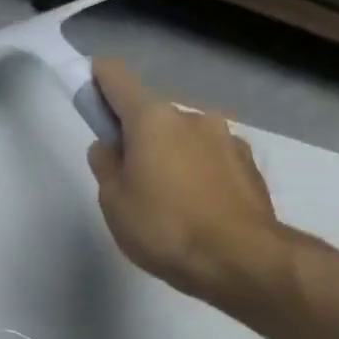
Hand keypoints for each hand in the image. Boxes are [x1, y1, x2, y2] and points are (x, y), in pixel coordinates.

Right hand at [87, 59, 297, 307]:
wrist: (238, 258)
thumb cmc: (163, 228)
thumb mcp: (114, 203)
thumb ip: (106, 167)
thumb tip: (109, 146)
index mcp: (153, 119)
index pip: (118, 79)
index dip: (99, 80)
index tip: (90, 89)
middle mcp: (192, 116)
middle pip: (154, 117)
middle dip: (138, 138)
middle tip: (129, 182)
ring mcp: (226, 138)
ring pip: (185, 140)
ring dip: (171, 158)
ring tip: (167, 205)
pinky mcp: (247, 164)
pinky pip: (210, 161)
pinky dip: (198, 176)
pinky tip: (196, 211)